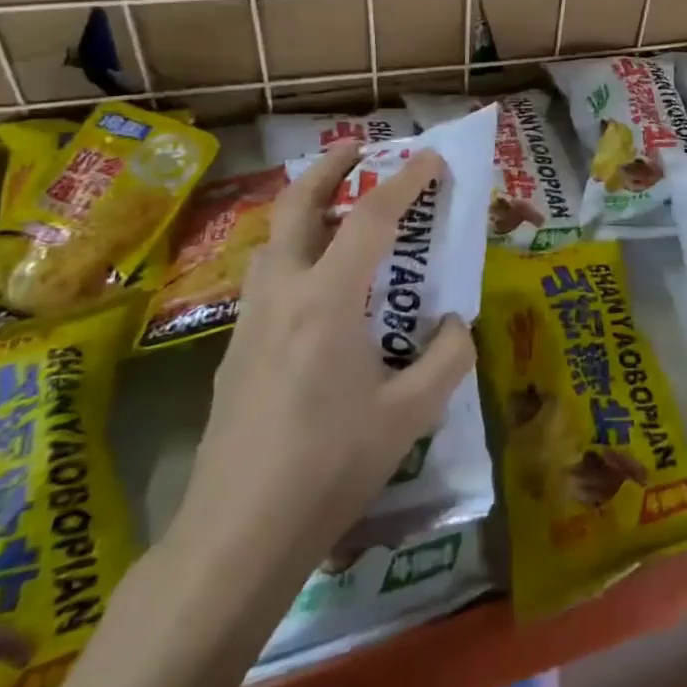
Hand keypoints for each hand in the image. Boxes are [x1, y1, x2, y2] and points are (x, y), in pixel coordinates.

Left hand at [168, 142, 476, 589]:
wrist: (235, 536)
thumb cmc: (329, 468)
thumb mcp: (410, 415)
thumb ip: (446, 357)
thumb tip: (453, 324)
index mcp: (329, 302)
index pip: (371, 219)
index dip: (406, 181)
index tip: (431, 159)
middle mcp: (283, 295)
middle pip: (298, 207)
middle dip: (330, 169)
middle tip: (359, 150)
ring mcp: (249, 321)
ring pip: (273, 240)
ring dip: (306, 210)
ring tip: (338, 212)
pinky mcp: (233, 350)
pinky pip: (266, 278)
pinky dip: (293, 253)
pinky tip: (316, 288)